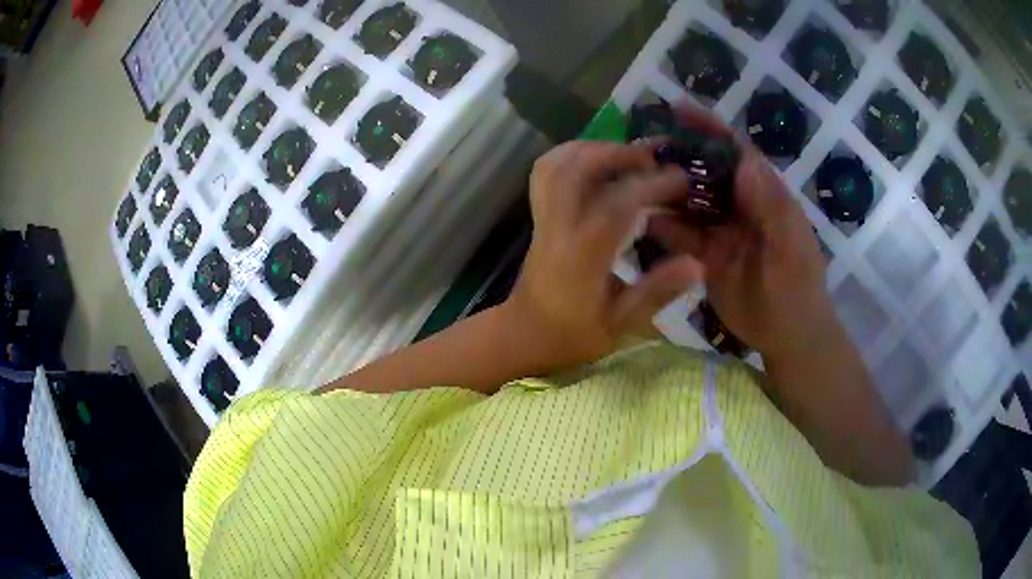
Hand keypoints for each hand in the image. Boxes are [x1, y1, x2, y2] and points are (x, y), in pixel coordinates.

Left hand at [504, 140, 703, 370]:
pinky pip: (546, 172)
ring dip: (593, 148)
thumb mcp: (620, 324)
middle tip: (653, 159)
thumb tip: (698, 263)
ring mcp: (542, 218)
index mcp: (581, 256)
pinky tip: (597, 162)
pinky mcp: (538, 215)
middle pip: (576, 169)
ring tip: (627, 156)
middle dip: (617, 153)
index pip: (616, 205)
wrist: (524, 335)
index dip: (651, 185)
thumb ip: (657, 292)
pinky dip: (572, 156)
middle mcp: (558, 228)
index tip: (682, 179)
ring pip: (555, 163)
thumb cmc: (573, 335)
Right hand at [647, 105, 840, 361]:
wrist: (788, 336)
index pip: (736, 151)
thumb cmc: (798, 291)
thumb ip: (773, 208)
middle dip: (678, 154)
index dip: (710, 128)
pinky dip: (661, 224)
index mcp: (765, 195)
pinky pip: (681, 233)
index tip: (679, 109)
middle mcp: (741, 204)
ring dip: (664, 187)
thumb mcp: (792, 250)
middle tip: (640, 146)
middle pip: (706, 169)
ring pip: (689, 198)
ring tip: (629, 178)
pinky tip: (637, 219)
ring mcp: (722, 228)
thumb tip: (746, 161)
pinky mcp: (706, 253)